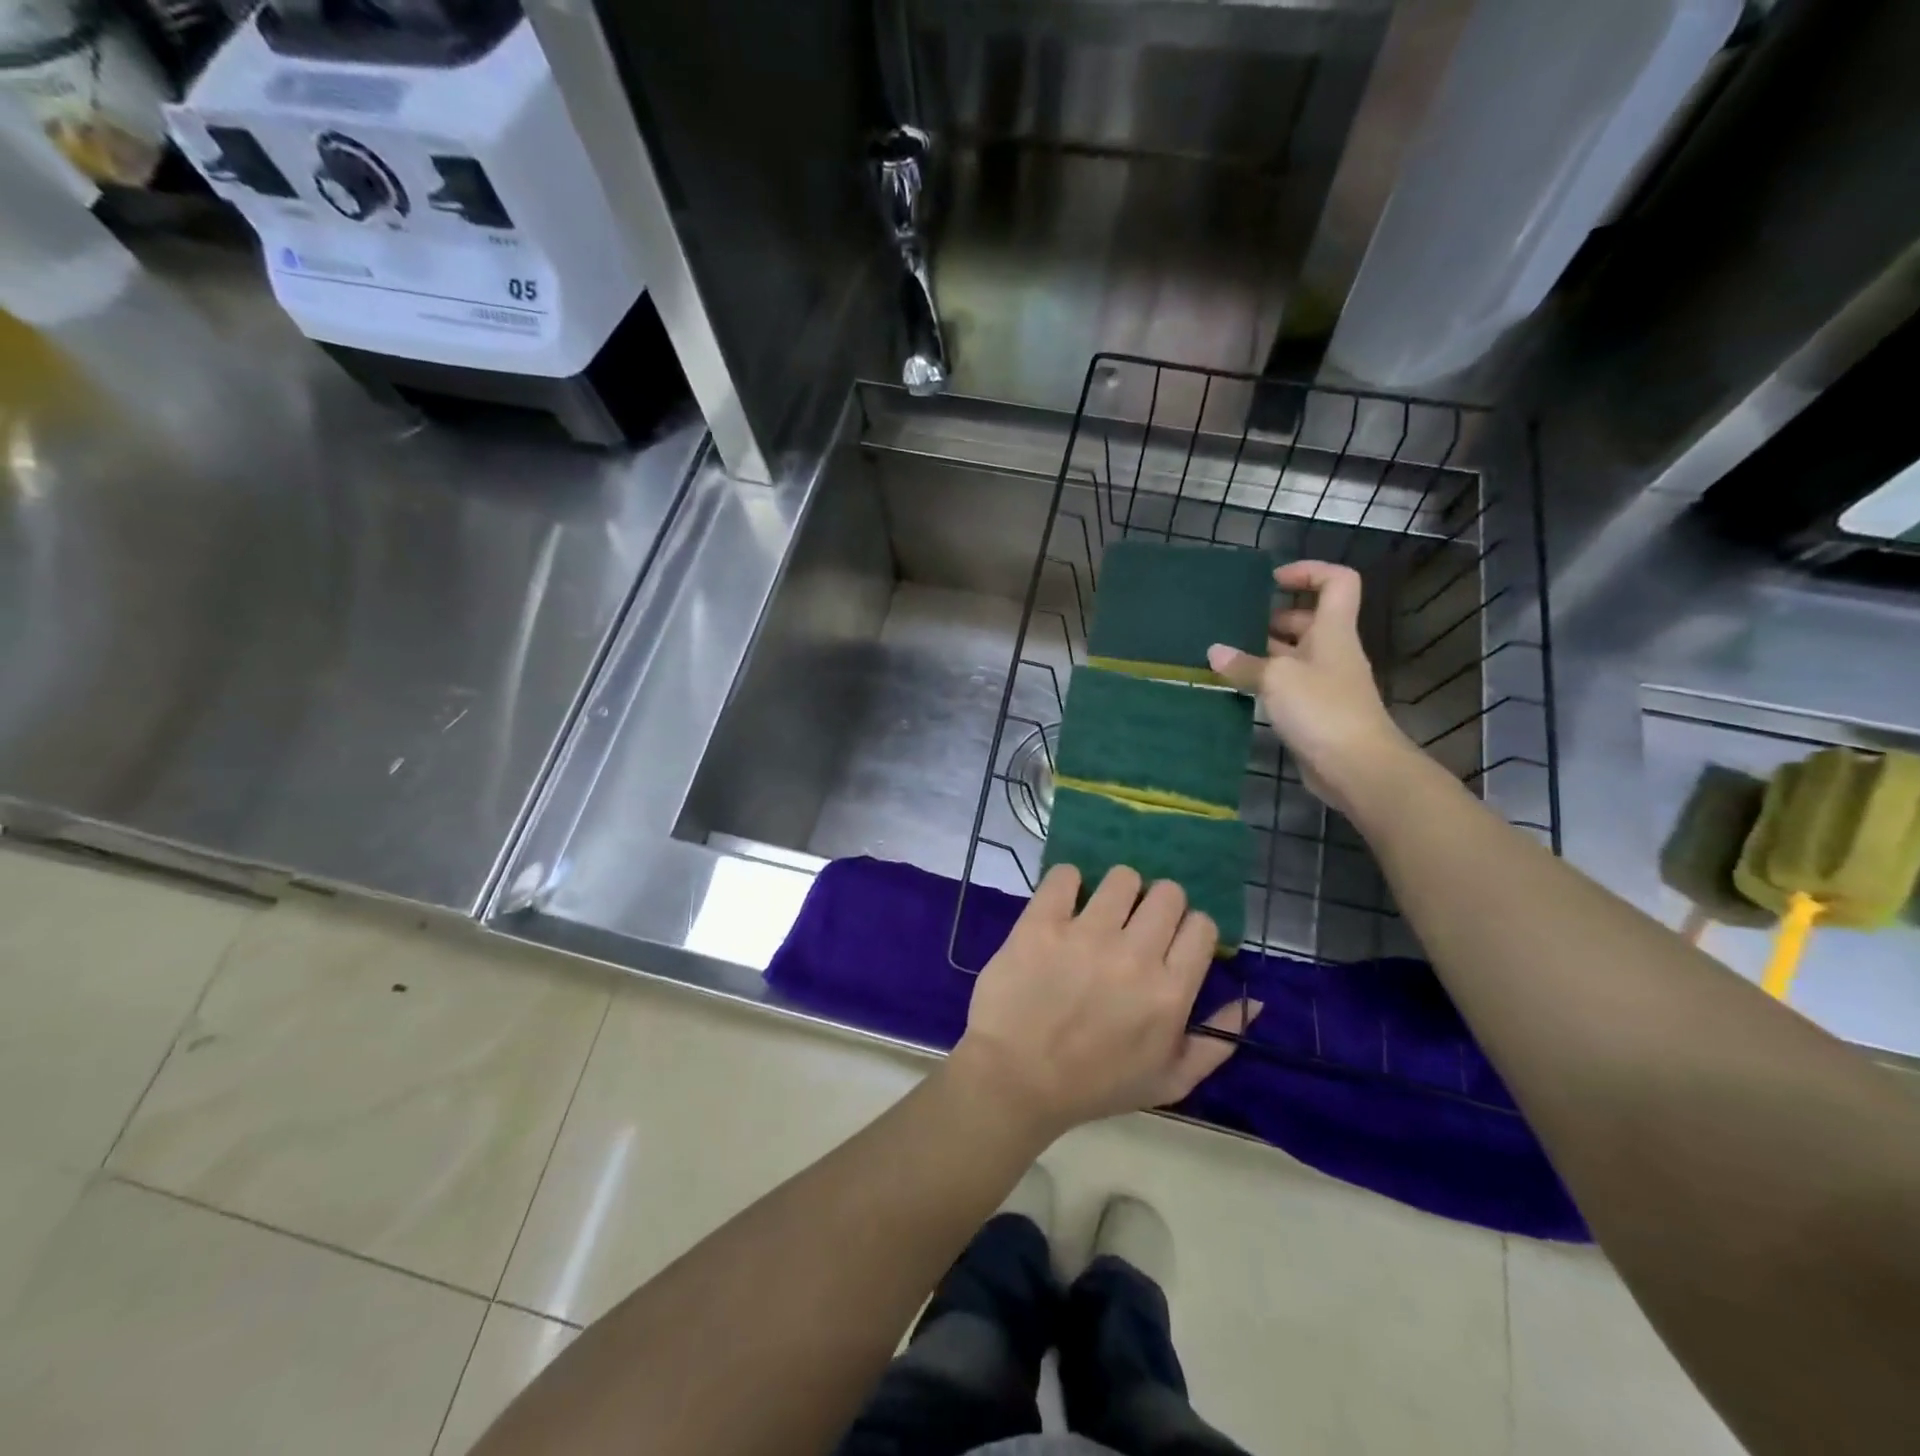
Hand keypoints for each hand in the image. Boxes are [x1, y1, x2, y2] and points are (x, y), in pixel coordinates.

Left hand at [951, 865, 1259, 1139]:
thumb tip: (1255, 1001)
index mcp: (1170, 992)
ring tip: (1099, 913)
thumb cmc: (1094, 1086)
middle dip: (1157, 905)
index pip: (1201, 925)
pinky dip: (1067, 883)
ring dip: (1116, 891)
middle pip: (1167, 893)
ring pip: (1122, 877)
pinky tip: (1063, 904)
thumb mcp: (1169, 1081)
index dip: (1189, 929)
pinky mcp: (1041, 923)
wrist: (1015, 1080)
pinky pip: (1065, 875)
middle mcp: (1135, 955)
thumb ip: (1218, 1042)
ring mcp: (1086, 934)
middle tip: (1134, 926)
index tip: (1169, 942)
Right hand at [1206, 560, 1416, 816]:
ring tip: (1225, 654)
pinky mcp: (1314, 710)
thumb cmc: (1322, 708)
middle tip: (1234, 622)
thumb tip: (1214, 652)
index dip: (1308, 571)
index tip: (1272, 580)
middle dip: (1272, 616)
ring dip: (1262, 651)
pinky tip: (1237, 687)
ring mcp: (1324, 681)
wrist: (1357, 766)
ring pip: (1292, 654)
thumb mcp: (1276, 679)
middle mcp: (1331, 650)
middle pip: (1307, 619)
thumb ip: (1243, 664)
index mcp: (1332, 630)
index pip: (1336, 582)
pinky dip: (1264, 681)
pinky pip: (1287, 684)